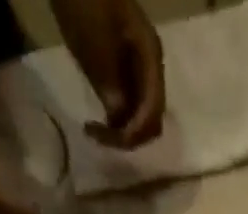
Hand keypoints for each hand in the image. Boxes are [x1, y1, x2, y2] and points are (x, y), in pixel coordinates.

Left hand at [51, 0, 165, 148]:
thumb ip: (110, 80)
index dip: (133, 132)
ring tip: (96, 130)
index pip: (152, 111)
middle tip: (99, 137)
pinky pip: (129, 106)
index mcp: (150, 58)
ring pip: (140, 117)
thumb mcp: (94, 41)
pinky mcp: (126, 71)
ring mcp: (139, 70)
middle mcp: (150, 69)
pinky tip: (99, 118)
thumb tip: (119, 118)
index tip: (108, 138)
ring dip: (122, 130)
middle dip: (129, 136)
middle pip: (151, 119)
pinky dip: (117, 119)